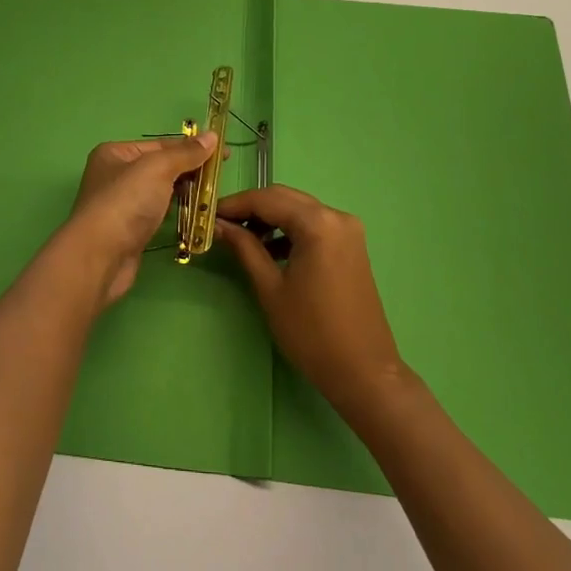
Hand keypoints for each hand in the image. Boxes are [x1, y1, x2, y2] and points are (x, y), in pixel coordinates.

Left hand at [48, 134, 218, 308]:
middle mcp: (116, 175)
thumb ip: (185, 153)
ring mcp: (122, 204)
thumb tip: (212, 136)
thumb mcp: (158, 168)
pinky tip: (195, 216)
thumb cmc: (126, 203)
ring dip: (185, 193)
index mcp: (116, 153)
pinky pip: (159, 213)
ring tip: (212, 197)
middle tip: (220, 178)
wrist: (100, 257)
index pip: (161, 144)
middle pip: (161, 167)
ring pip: (161, 191)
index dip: (193, 147)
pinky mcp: (130, 229)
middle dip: (190, 171)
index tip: (223, 154)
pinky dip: (176, 212)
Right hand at [216, 185, 407, 414]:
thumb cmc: (311, 332)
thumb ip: (245, 248)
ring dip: (270, 218)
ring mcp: (348, 230)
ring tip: (241, 238)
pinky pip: (314, 225)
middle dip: (251, 207)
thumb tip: (218, 225)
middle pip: (284, 198)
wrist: (363, 372)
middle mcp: (336, 216)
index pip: (266, 199)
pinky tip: (270, 249)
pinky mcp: (351, 246)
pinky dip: (290, 230)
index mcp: (317, 223)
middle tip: (221, 223)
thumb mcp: (270, 288)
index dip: (234, 204)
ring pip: (299, 210)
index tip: (207, 213)